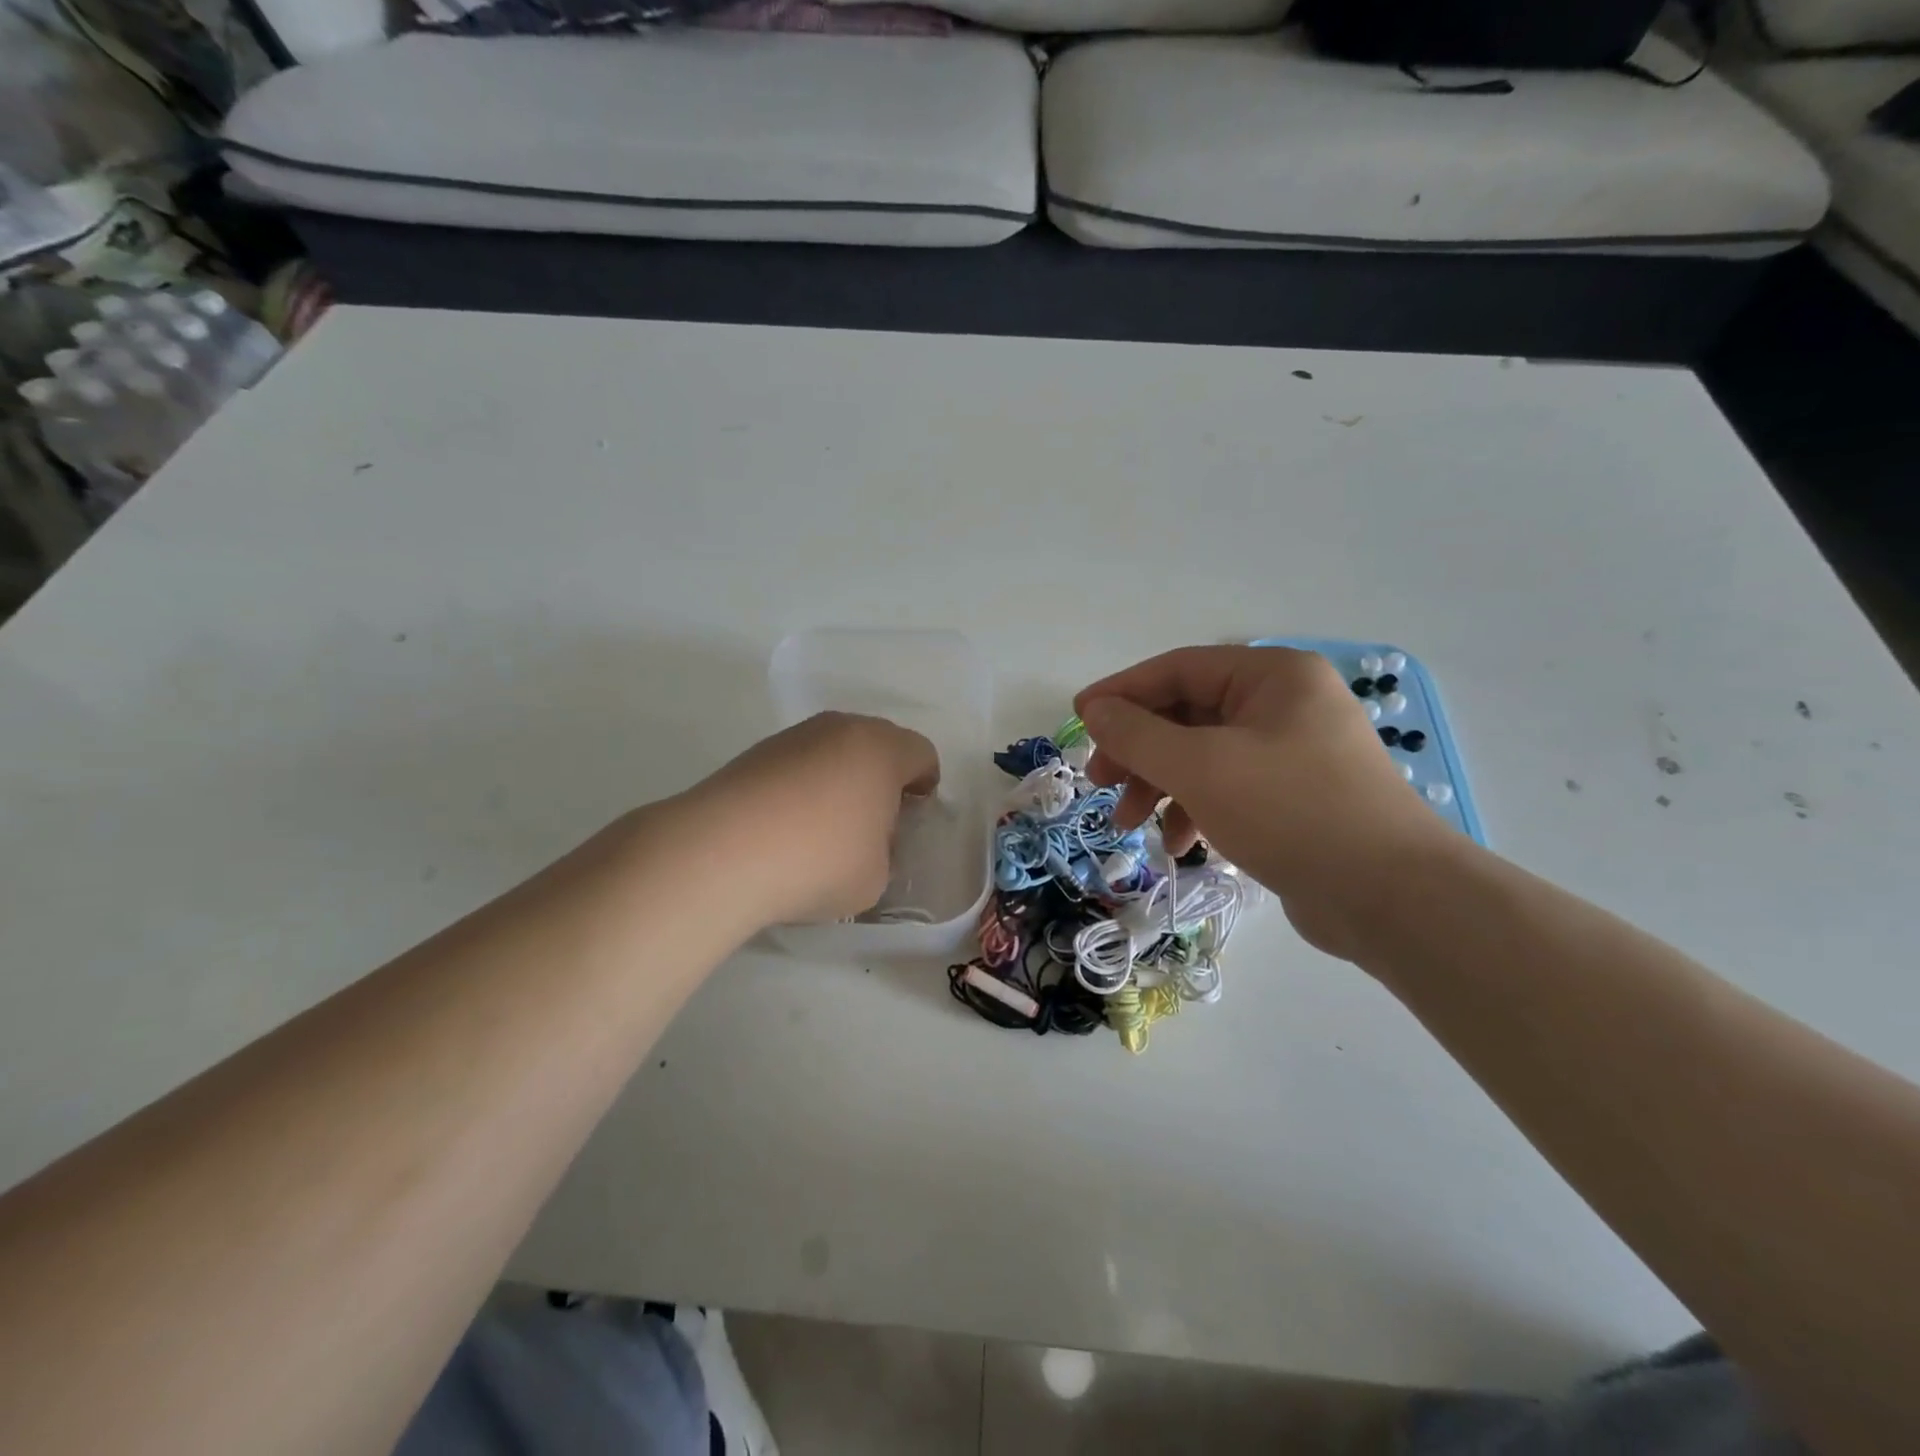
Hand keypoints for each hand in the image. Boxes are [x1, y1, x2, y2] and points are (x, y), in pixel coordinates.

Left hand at [678, 711, 939, 928]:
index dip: (925, 784)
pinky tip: (788, 827)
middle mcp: (842, 729)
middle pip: (878, 744)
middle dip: (883, 778)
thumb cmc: (818, 861)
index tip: (914, 815)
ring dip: (841, 779)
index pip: (922, 754)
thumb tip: (865, 838)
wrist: (720, 852)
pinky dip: (803, 786)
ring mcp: (795, 736)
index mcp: (882, 750)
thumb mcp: (876, 876)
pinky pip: (799, 763)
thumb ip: (884, 851)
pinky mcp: (756, 752)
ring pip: (835, 750)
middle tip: (875, 821)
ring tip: (825, 827)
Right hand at [1075, 646, 1460, 959]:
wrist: (1390, 898)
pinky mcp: (1293, 797)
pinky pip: (1227, 789)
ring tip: (1130, 826)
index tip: (1079, 720)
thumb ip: (1138, 734)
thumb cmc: (1290, 811)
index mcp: (1273, 676)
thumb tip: (1094, 710)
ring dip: (1160, 787)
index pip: (1178, 669)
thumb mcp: (1201, 767)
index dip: (1122, 693)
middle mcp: (1284, 704)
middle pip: (1187, 715)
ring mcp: (1292, 752)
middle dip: (1139, 751)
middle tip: (1101, 782)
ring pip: (1202, 756)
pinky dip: (1195, 811)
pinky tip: (1178, 844)